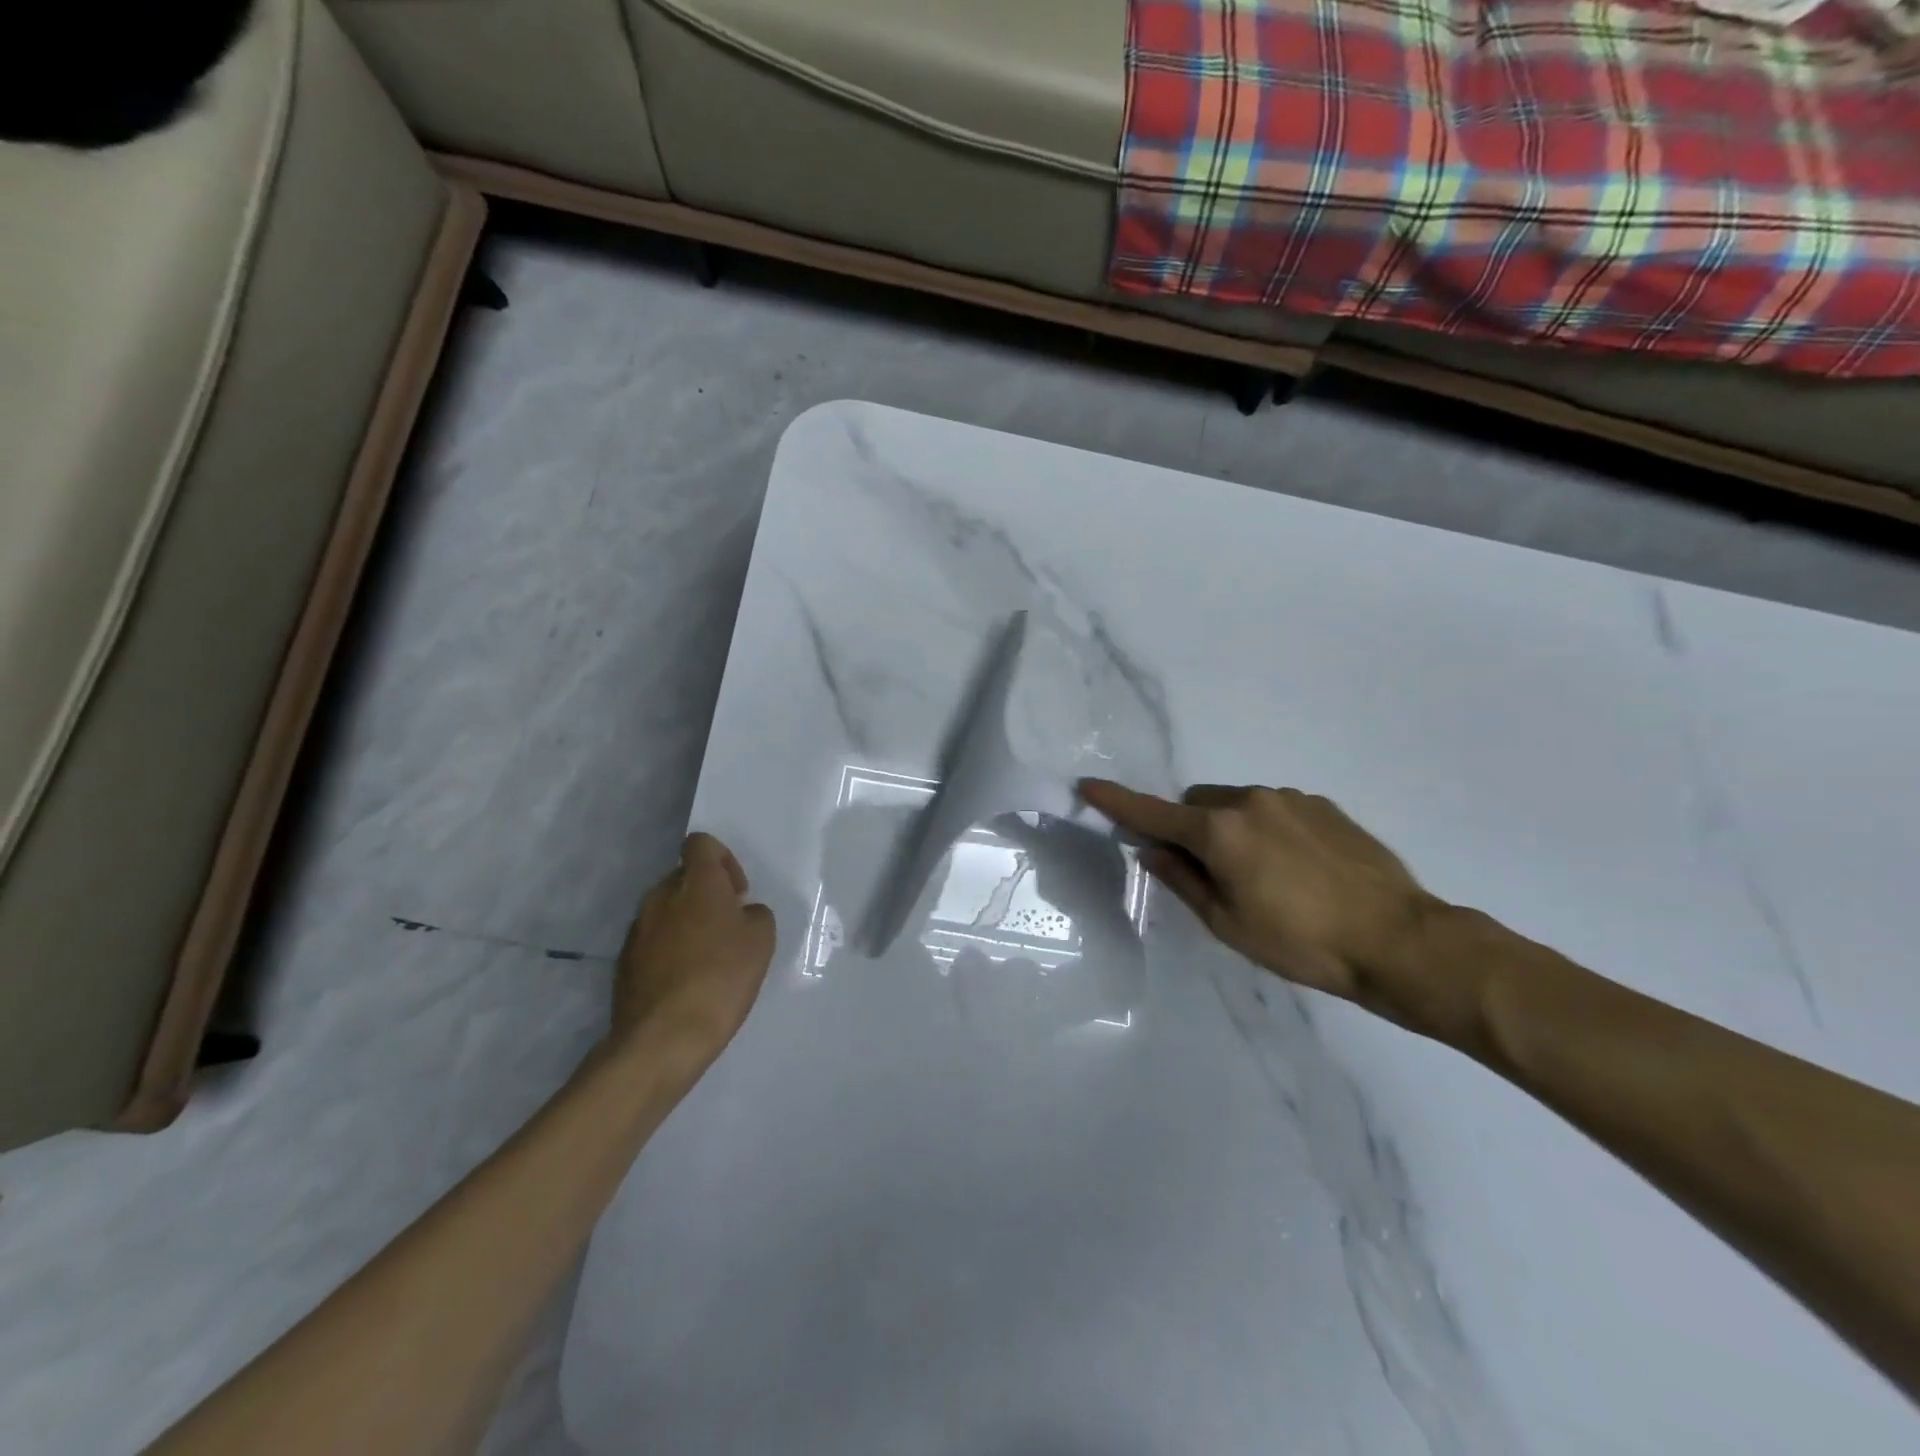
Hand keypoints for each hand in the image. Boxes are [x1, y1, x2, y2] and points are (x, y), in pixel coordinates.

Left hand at [612, 833, 776, 1066]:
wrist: (663, 1038)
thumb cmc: (722, 978)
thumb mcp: (762, 940)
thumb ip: (755, 914)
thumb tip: (741, 914)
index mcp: (696, 883)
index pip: (701, 844)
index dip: (723, 860)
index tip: (738, 893)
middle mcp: (661, 896)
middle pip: (684, 878)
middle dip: (706, 894)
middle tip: (728, 927)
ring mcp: (638, 929)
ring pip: (667, 910)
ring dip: (687, 923)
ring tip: (708, 958)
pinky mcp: (624, 962)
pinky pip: (653, 941)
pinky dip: (670, 950)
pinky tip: (687, 982)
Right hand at [1079, 779, 1443, 1023]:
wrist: (1398, 939)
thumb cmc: (1301, 942)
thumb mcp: (1228, 923)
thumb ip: (1183, 880)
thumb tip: (1151, 851)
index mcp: (1219, 831)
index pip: (1153, 813)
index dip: (1116, 803)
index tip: (1087, 786)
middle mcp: (1250, 801)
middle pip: (1196, 803)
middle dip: (1189, 828)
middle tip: (1208, 872)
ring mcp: (1290, 799)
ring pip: (1237, 805)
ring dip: (1231, 829)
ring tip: (1264, 877)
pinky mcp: (1323, 805)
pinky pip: (1274, 809)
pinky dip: (1266, 829)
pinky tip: (1297, 869)